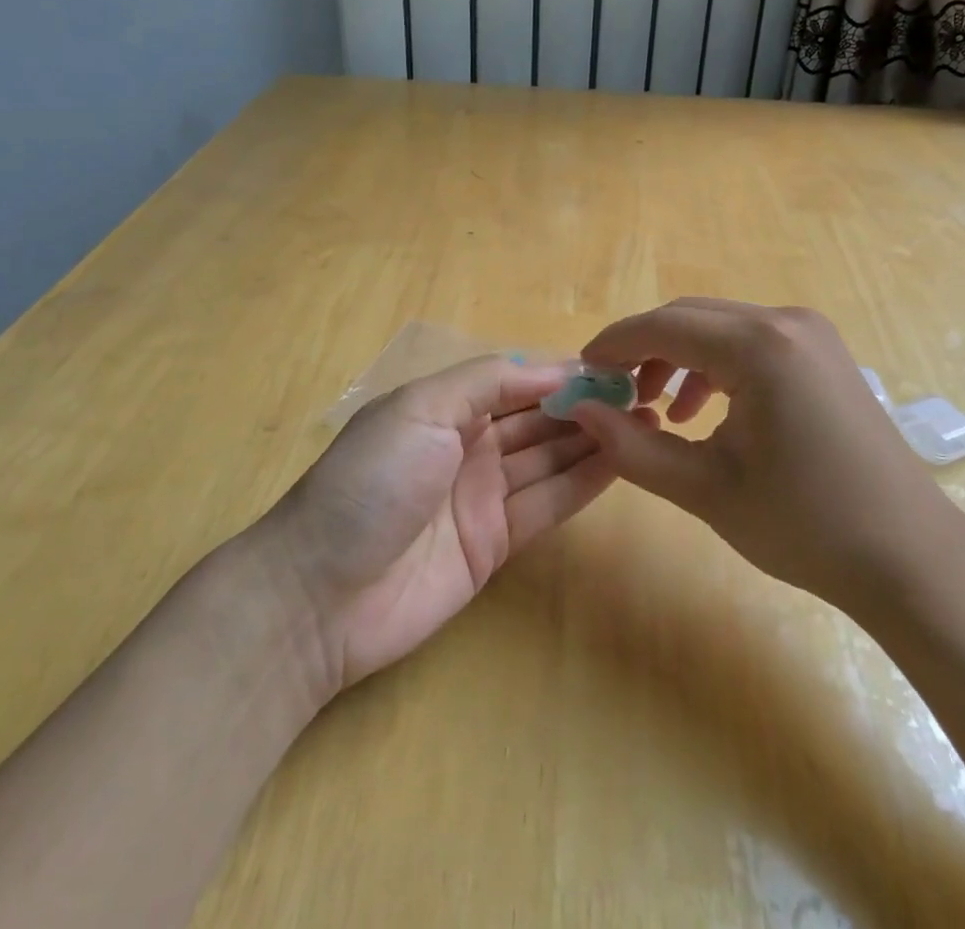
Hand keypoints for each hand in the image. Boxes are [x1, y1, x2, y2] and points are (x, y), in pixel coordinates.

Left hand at [262, 356, 616, 695]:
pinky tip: (620, 463)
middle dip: (584, 406)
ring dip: (592, 441)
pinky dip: (582, 483)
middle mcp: (466, 445)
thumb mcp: (420, 409)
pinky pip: (546, 504)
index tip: (614, 370)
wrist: (319, 596)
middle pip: (536, 419)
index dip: (562, 373)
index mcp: (444, 406)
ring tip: (646, 425)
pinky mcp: (494, 543)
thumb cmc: (369, 483)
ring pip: (548, 459)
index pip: (516, 380)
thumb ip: (486, 381)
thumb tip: (554, 367)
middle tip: (644, 398)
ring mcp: (481, 496)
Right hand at [570, 298, 964, 607]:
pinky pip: (750, 342)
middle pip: (689, 317)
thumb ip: (631, 447)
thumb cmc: (804, 526)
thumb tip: (579, 411)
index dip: (613, 345)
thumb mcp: (704, 489)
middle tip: (612, 394)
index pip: (662, 326)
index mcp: (758, 346)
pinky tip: (703, 411)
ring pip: (719, 327)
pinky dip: (715, 366)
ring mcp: (811, 333)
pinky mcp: (823, 353)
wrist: (910, 558)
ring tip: (655, 409)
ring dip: (677, 357)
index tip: (581, 373)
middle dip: (643, 349)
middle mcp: (785, 321)